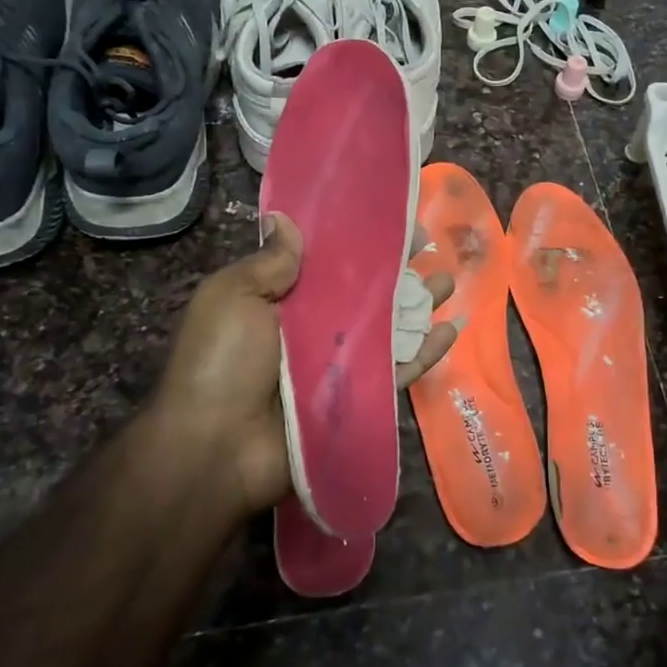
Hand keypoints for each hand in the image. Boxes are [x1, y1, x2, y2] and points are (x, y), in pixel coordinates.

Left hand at [143, 213, 456, 515]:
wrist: (215, 446)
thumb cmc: (220, 361)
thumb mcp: (233, 297)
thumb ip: (269, 262)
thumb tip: (284, 219)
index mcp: (282, 300)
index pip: (331, 262)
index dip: (362, 241)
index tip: (393, 220)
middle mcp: (315, 328)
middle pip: (367, 293)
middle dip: (400, 269)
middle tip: (433, 248)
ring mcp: (339, 365)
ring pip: (390, 328)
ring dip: (420, 304)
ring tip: (451, 280)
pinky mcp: (358, 398)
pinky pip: (398, 371)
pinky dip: (425, 353)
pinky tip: (450, 330)